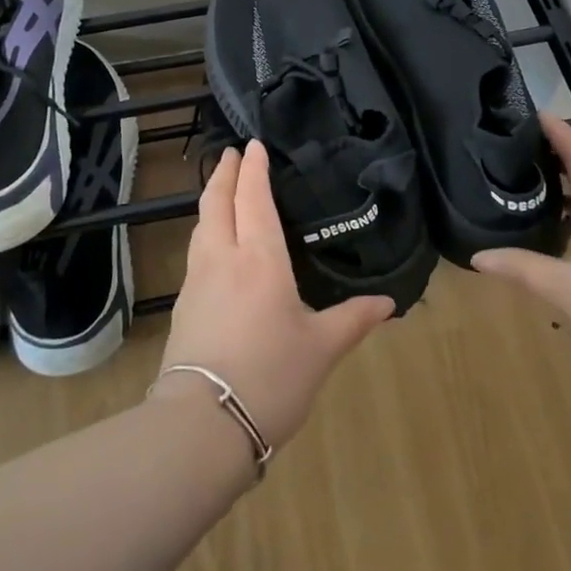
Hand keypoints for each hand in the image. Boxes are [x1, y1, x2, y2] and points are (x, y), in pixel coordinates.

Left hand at [156, 142, 393, 448]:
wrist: (201, 425)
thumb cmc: (270, 377)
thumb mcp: (321, 349)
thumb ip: (353, 320)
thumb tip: (388, 303)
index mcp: (260, 259)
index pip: (254, 199)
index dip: (253, 169)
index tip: (252, 144)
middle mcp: (223, 258)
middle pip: (217, 203)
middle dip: (224, 174)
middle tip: (231, 153)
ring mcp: (196, 281)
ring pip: (201, 226)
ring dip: (211, 201)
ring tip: (221, 192)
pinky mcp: (182, 307)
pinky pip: (195, 253)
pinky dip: (205, 232)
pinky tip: (214, 247)